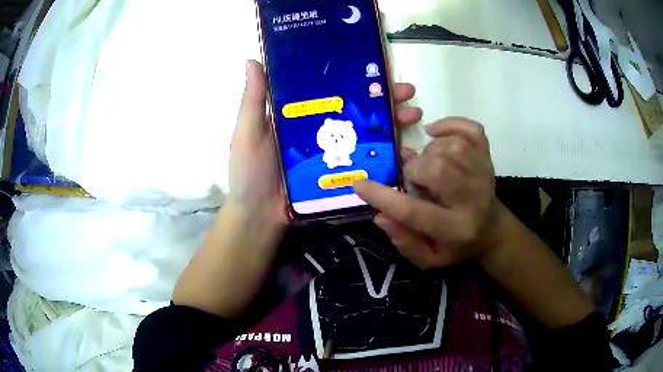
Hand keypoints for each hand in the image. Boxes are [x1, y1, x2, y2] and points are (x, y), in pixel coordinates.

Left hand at [229, 60, 422, 221]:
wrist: (259, 217)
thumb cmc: (249, 173)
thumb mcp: (248, 132)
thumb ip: (253, 99)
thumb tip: (251, 60)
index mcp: (303, 116)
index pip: (335, 91)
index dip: (357, 79)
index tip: (379, 70)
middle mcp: (323, 131)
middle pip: (359, 111)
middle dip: (386, 100)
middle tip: (408, 94)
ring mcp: (335, 155)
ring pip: (369, 134)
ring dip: (394, 124)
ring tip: (414, 116)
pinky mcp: (342, 176)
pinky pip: (369, 163)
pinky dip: (389, 157)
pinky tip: (407, 152)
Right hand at [354, 118, 499, 268]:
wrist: (493, 231)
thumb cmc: (457, 246)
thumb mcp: (430, 258)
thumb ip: (405, 242)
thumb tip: (379, 215)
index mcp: (454, 229)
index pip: (414, 212)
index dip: (382, 197)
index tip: (359, 184)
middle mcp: (472, 199)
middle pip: (438, 170)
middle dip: (415, 169)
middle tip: (414, 178)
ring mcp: (483, 174)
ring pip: (451, 147)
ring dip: (430, 151)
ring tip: (428, 163)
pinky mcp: (487, 157)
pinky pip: (471, 130)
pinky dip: (450, 125)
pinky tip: (435, 133)